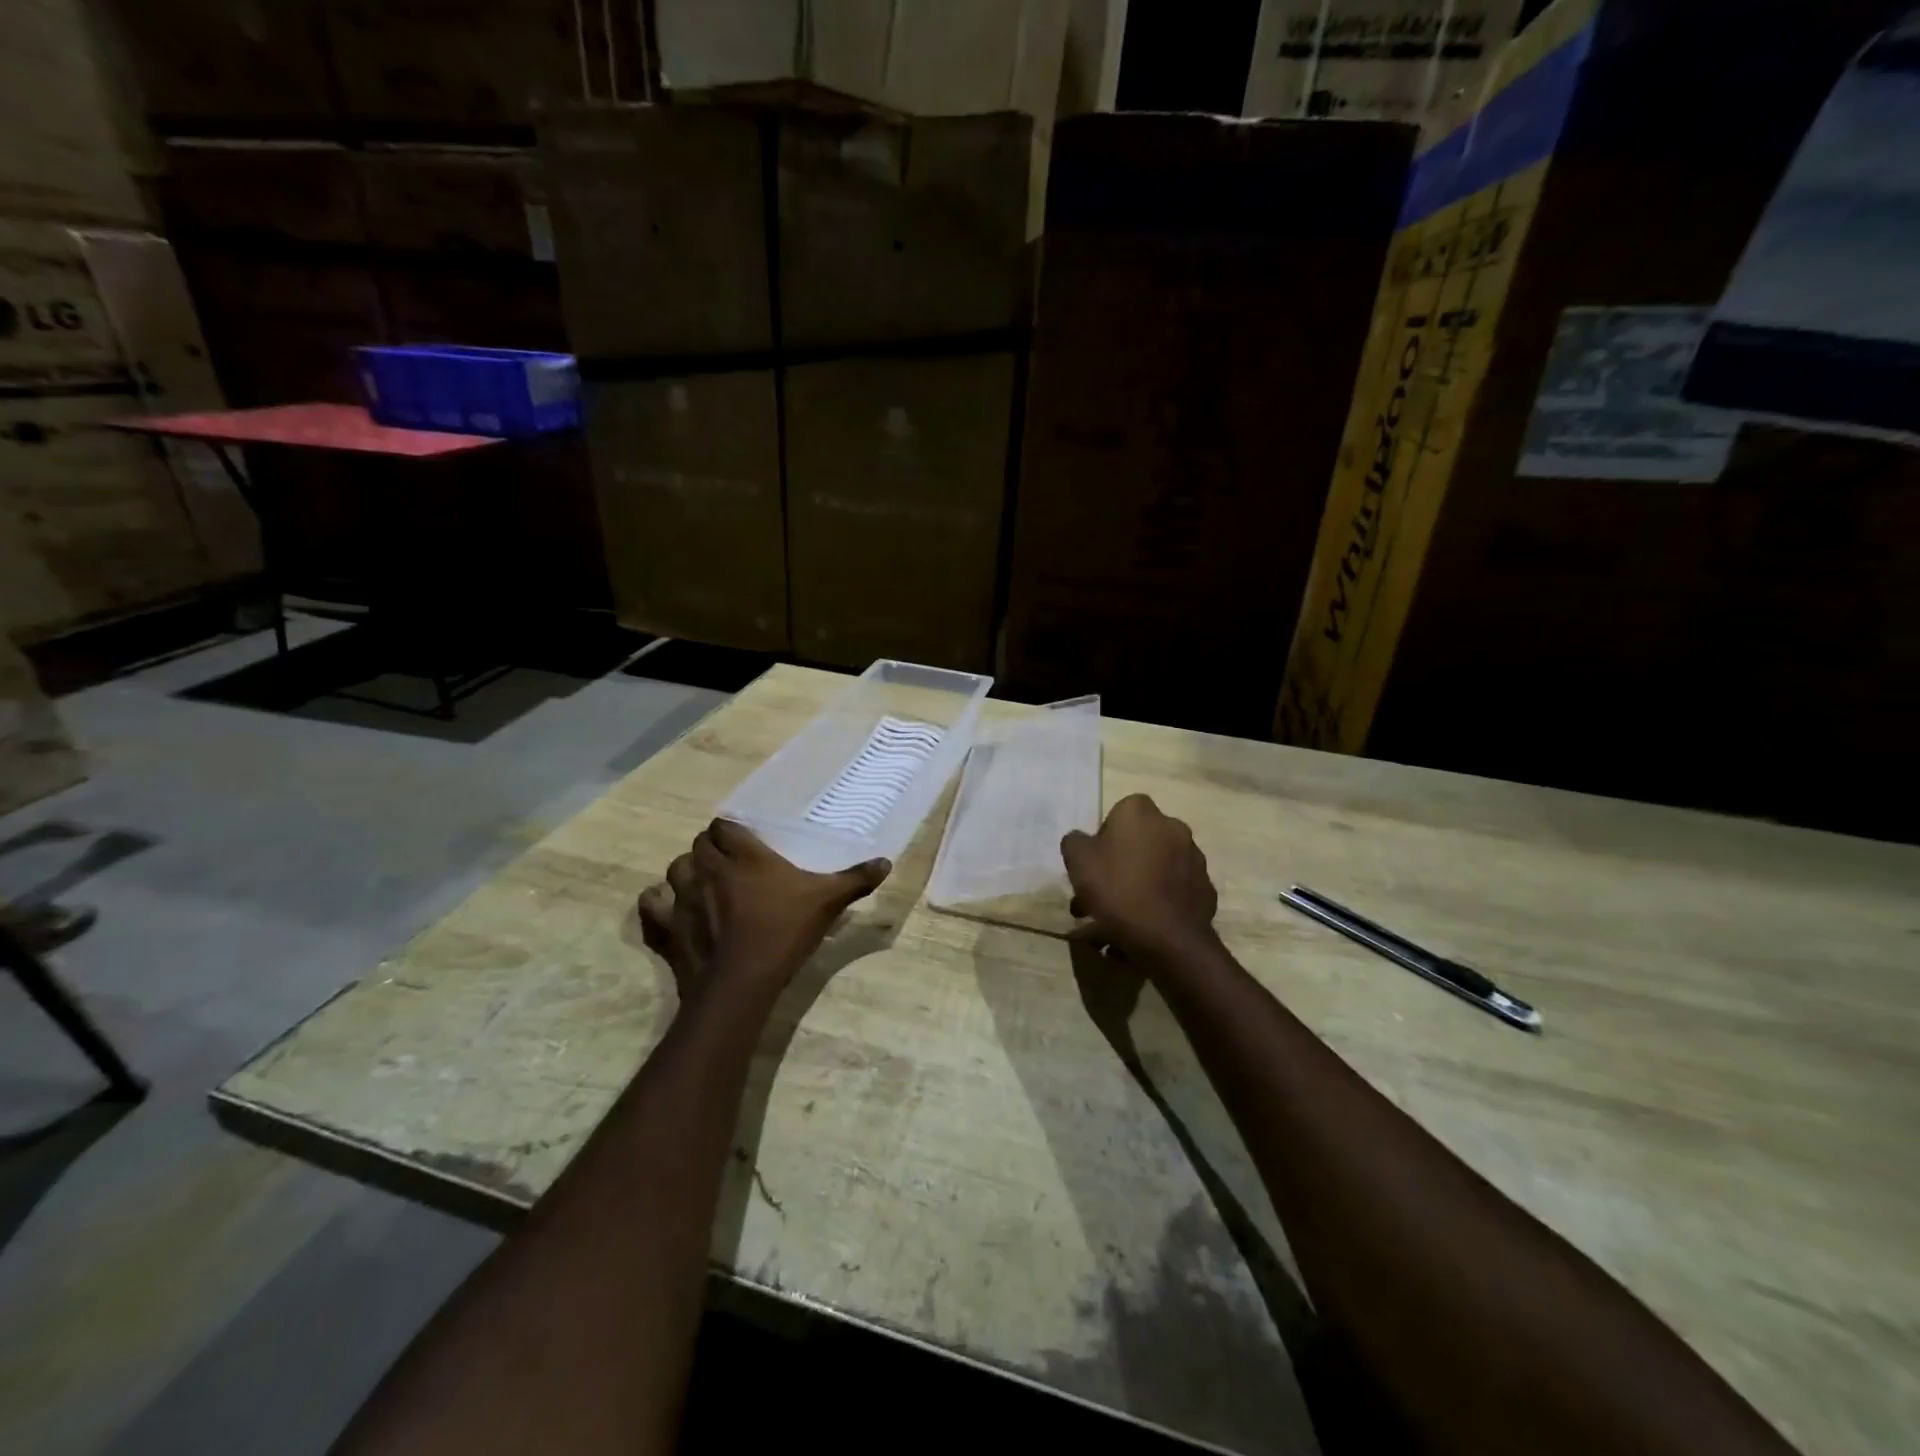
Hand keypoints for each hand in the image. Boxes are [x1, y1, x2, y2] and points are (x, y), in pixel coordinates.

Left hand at [637, 819, 889, 1010]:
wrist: (740, 984)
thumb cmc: (784, 933)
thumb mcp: (827, 903)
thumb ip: (855, 880)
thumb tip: (886, 862)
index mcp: (743, 856)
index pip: (724, 826)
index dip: (730, 831)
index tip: (743, 842)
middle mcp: (708, 869)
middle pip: (699, 846)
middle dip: (710, 850)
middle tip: (730, 865)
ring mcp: (682, 898)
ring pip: (674, 870)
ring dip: (686, 873)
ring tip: (703, 885)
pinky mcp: (667, 929)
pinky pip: (651, 907)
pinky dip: (657, 905)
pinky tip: (669, 910)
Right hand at [1061, 794, 1218, 963]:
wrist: (1167, 937)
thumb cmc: (1117, 889)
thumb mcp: (1078, 862)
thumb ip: (1075, 842)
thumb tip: (1081, 840)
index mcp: (1140, 812)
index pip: (1117, 814)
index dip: (1103, 839)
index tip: (1094, 865)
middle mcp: (1172, 826)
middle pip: (1139, 842)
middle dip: (1120, 864)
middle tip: (1102, 893)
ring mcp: (1194, 858)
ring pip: (1157, 867)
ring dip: (1140, 883)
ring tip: (1120, 917)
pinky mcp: (1206, 888)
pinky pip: (1174, 890)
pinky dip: (1161, 901)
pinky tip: (1145, 924)